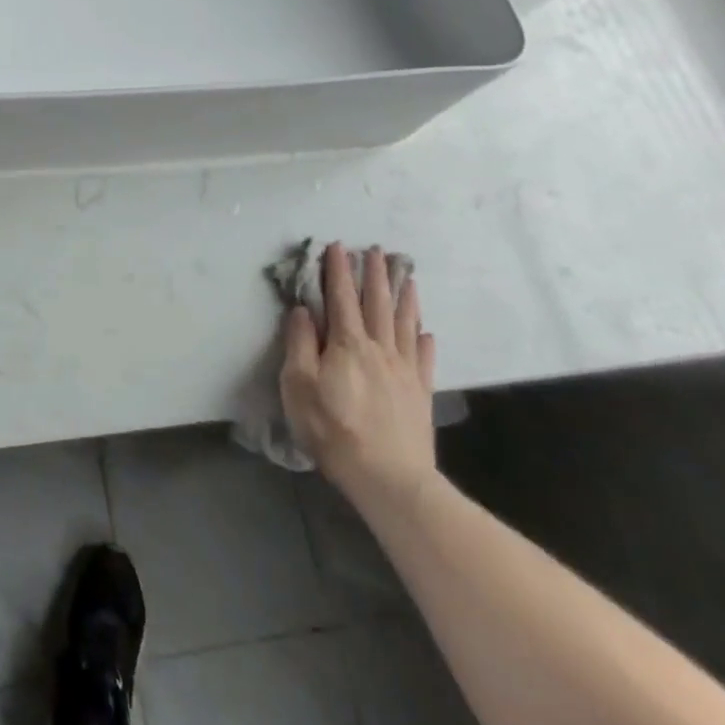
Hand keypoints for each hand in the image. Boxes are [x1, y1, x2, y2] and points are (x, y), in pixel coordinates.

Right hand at [280, 244, 437, 512]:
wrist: (389, 477)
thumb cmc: (333, 430)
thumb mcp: (299, 386)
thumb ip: (300, 344)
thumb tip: (303, 310)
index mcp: (346, 344)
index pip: (341, 297)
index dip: (338, 270)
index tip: (337, 246)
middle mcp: (378, 348)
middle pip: (377, 303)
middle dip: (375, 274)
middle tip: (375, 250)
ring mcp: (404, 370)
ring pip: (404, 323)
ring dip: (404, 297)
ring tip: (406, 276)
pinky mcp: (420, 393)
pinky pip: (423, 358)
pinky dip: (423, 339)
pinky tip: (425, 331)